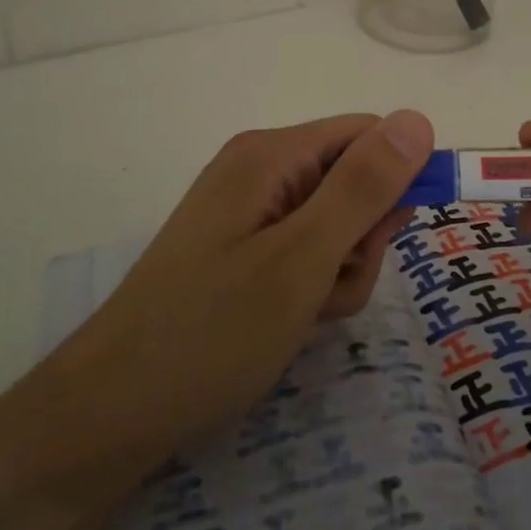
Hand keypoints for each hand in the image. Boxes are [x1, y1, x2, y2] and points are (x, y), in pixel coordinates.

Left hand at [60, 110, 433, 458]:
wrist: (112, 411)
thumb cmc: (212, 331)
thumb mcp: (303, 258)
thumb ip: (364, 187)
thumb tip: (418, 118)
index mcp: (271, 154)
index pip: (367, 136)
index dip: (397, 179)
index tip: (395, 237)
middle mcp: (259, 170)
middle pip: (352, 182)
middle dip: (361, 240)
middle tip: (330, 288)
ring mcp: (247, 212)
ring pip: (333, 226)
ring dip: (338, 273)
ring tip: (303, 315)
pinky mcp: (240, 249)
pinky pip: (302, 253)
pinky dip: (311, 287)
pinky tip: (288, 324)